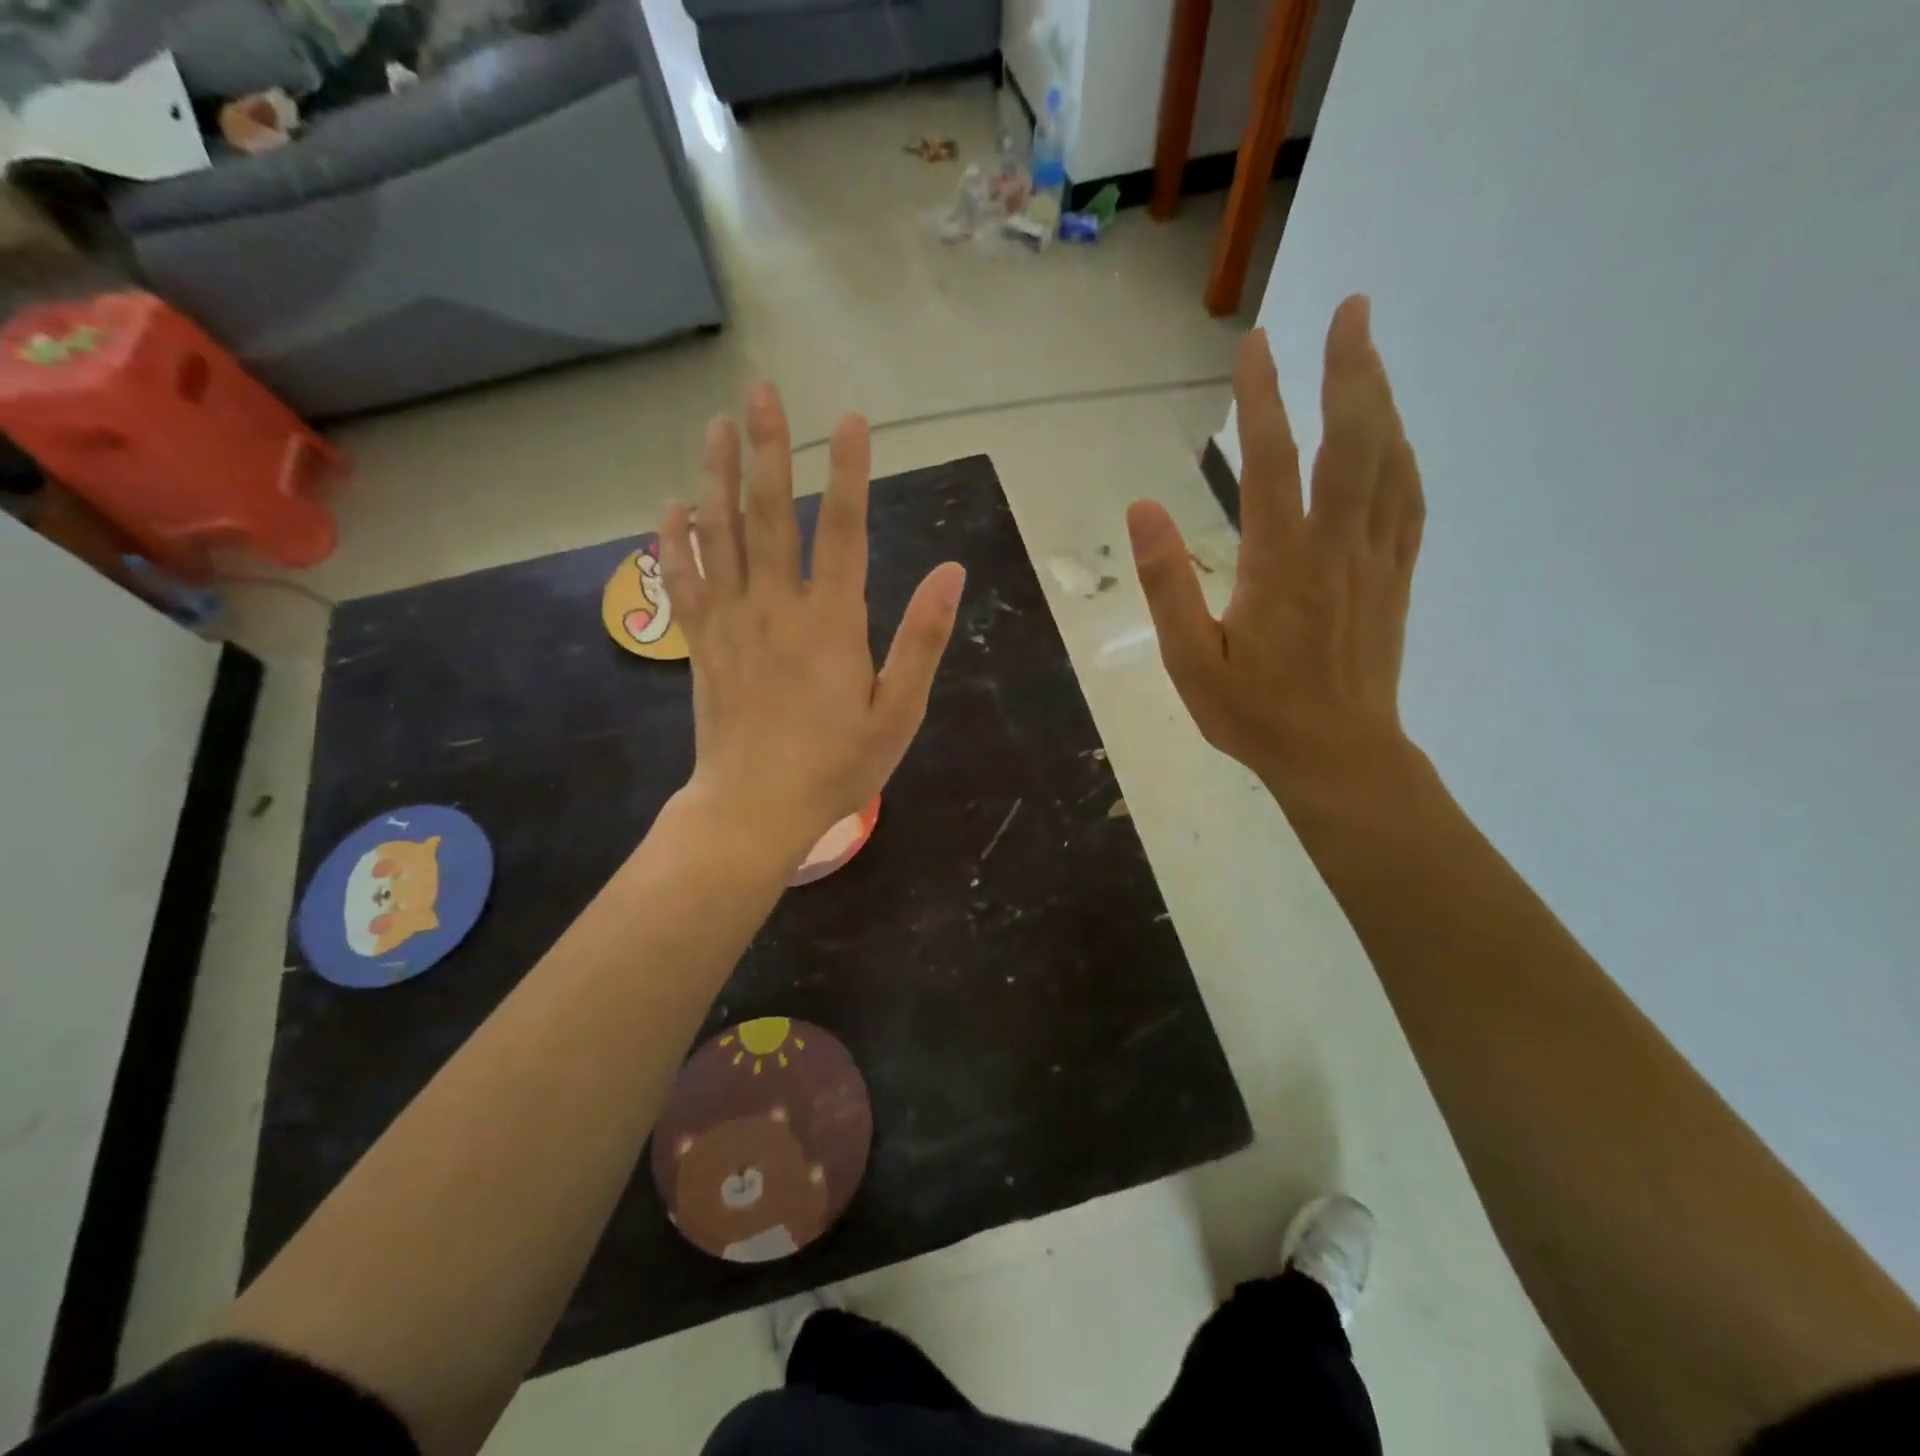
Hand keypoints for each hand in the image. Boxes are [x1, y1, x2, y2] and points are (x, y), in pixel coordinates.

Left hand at [659, 383, 966, 861]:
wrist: (754, 810)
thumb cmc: (836, 766)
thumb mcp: (898, 712)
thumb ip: (922, 639)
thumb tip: (951, 573)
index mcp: (831, 623)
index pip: (842, 530)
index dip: (847, 471)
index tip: (850, 418)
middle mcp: (775, 608)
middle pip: (768, 514)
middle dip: (768, 447)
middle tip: (761, 389)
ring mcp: (730, 623)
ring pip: (718, 536)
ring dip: (716, 476)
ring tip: (716, 424)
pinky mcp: (700, 644)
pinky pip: (682, 582)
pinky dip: (675, 540)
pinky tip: (670, 504)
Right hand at [1126, 297, 1424, 802]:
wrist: (1338, 757)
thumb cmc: (1255, 714)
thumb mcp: (1189, 660)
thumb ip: (1167, 584)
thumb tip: (1143, 508)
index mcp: (1280, 564)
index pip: (1273, 462)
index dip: (1264, 398)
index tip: (1256, 344)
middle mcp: (1336, 547)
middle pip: (1353, 441)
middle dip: (1350, 369)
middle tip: (1351, 308)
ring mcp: (1375, 559)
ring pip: (1389, 462)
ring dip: (1381, 399)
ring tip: (1368, 352)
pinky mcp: (1396, 577)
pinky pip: (1408, 501)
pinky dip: (1403, 455)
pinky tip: (1395, 435)